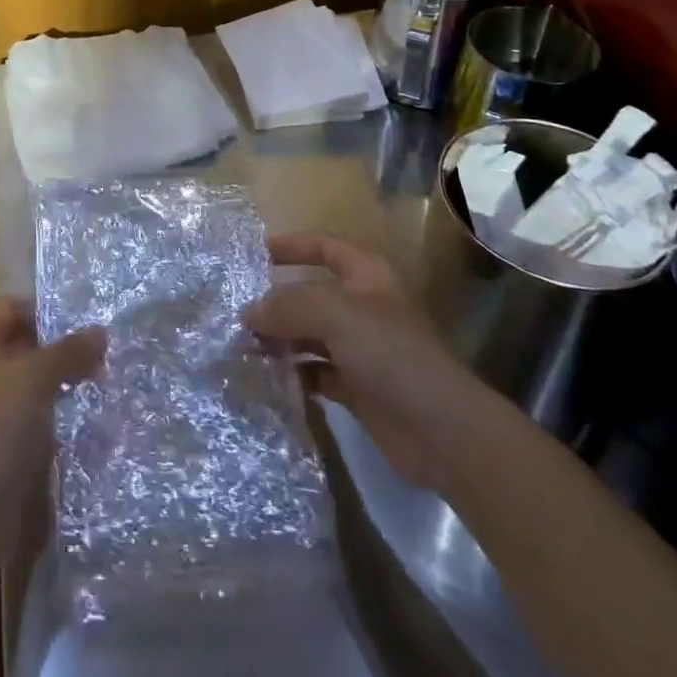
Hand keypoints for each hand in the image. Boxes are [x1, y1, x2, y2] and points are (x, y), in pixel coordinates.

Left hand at [0, 298, 104, 553]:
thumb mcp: (34, 380)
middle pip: (22, 342)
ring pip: (30, 381)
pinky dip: (56, 412)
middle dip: (60, 345)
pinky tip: (86, 418)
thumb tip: (101, 331)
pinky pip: (32, 415)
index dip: (44, 307)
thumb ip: (68, 352)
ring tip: (103, 380)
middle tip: (104, 350)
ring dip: (62, 380)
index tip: (84, 318)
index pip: (11, 306)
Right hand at [245, 232, 486, 491]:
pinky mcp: (357, 387)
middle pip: (311, 293)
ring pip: (309, 334)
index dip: (291, 245)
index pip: (323, 246)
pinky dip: (292, 371)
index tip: (253, 253)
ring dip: (279, 338)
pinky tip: (265, 375)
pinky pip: (315, 370)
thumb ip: (286, 306)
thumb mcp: (333, 313)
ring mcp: (361, 349)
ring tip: (241, 344)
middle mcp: (362, 307)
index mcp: (366, 276)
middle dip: (275, 300)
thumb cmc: (389, 352)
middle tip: (235, 309)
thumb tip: (247, 313)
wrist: (441, 430)